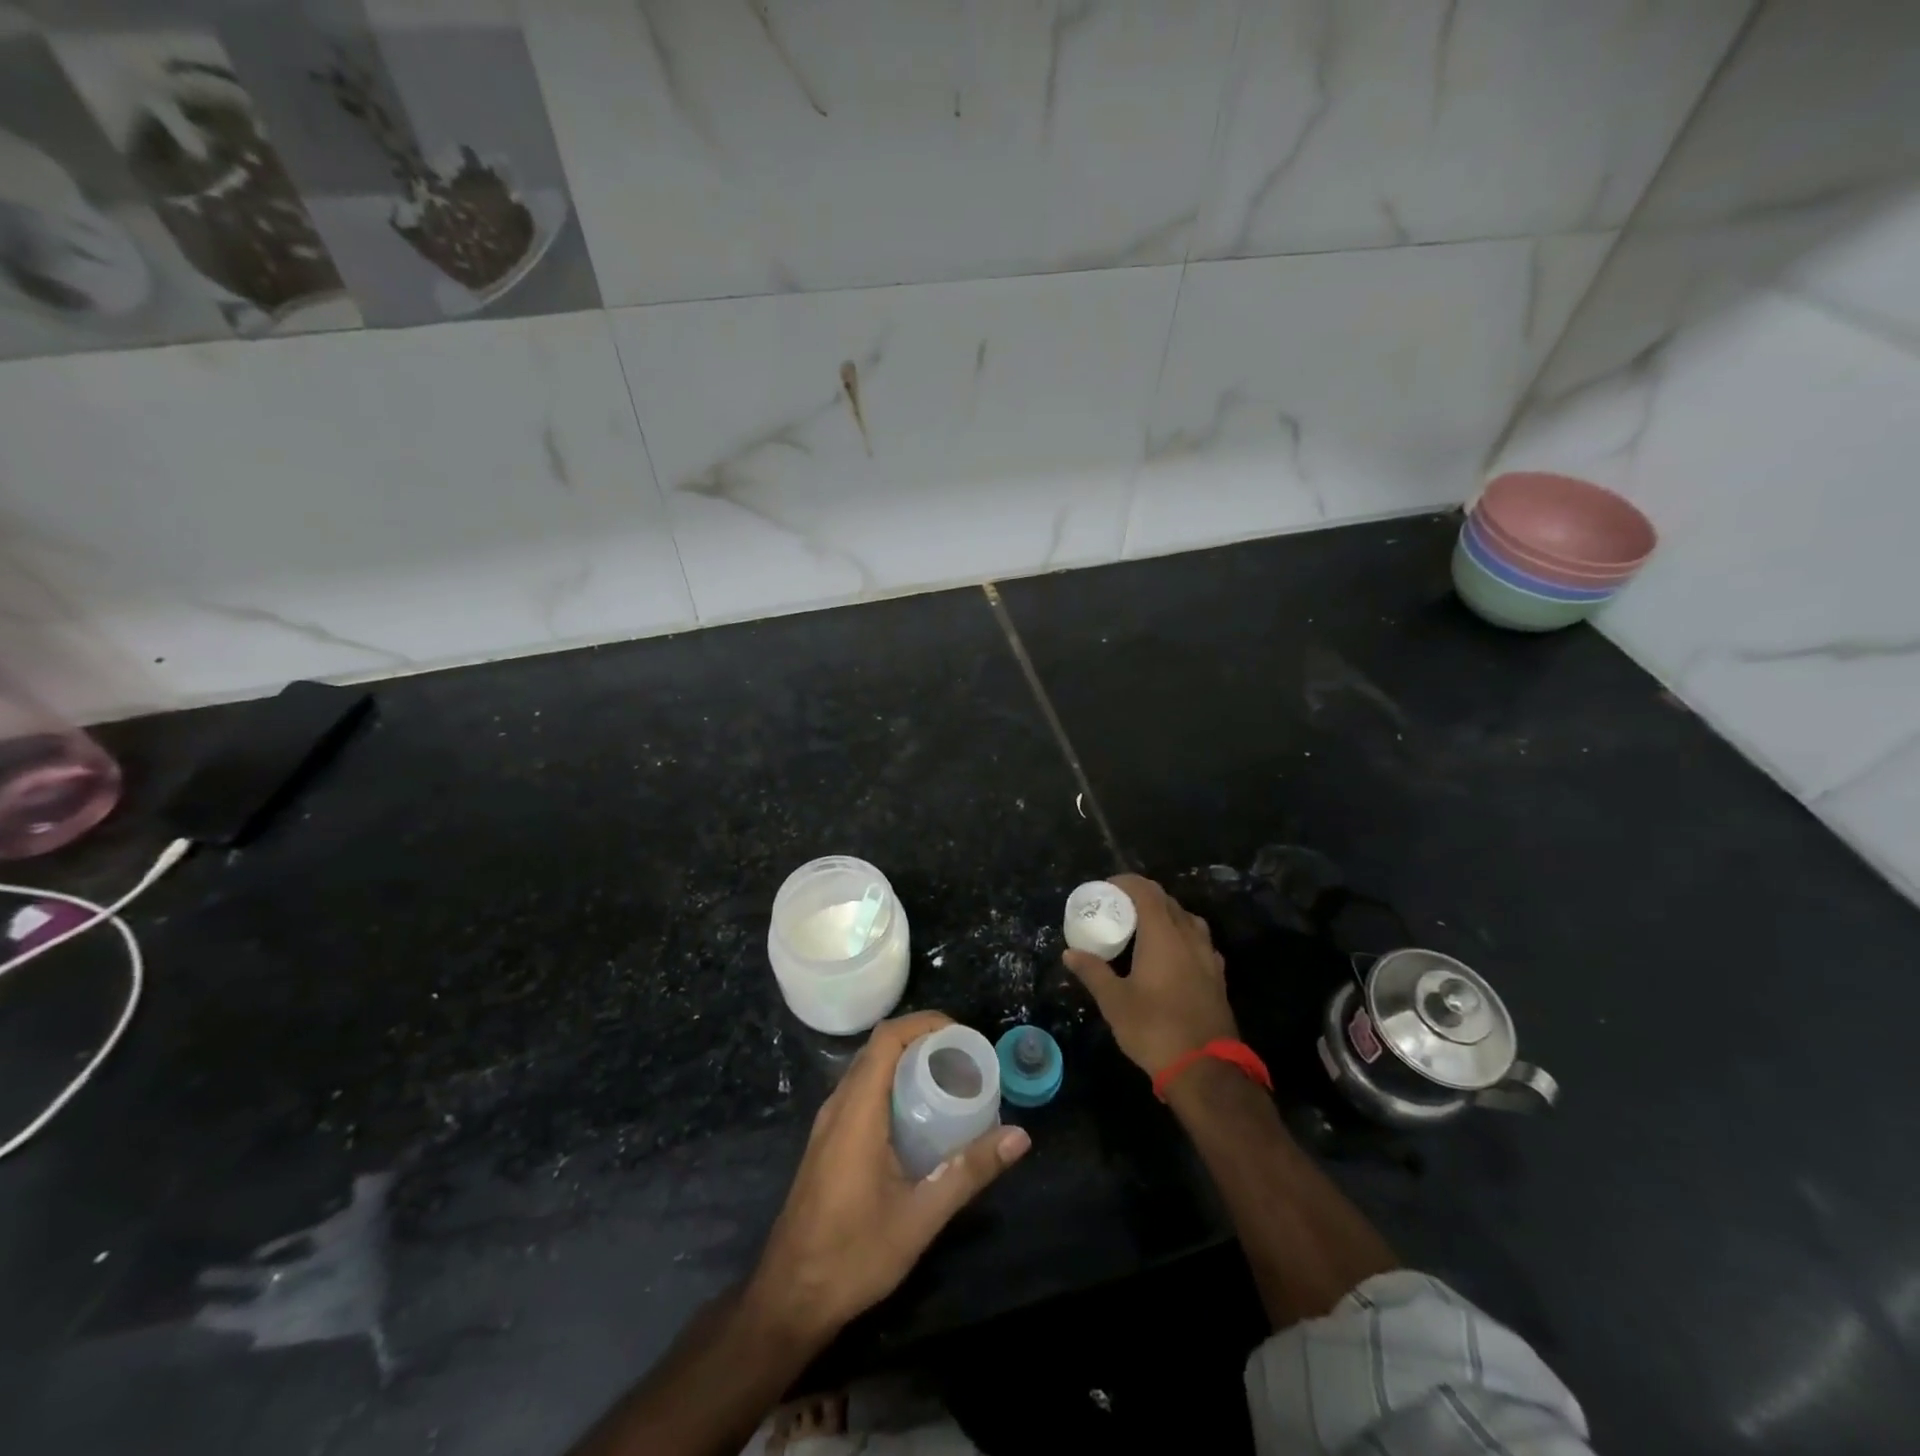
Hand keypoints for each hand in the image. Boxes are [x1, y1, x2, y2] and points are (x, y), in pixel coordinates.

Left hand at [747, 1011, 1031, 1339]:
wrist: (789, 1298)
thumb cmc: (853, 1255)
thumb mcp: (920, 1216)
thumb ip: (969, 1172)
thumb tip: (1019, 1136)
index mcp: (857, 1111)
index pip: (886, 1039)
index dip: (924, 1024)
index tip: (962, 1036)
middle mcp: (838, 1106)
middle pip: (878, 1049)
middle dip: (922, 1041)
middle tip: (964, 1059)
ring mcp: (828, 1124)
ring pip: (868, 1070)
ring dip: (906, 1063)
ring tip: (948, 1080)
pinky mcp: (827, 1142)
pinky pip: (861, 1092)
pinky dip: (891, 1085)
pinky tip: (918, 1117)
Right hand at [1064, 873, 1237, 1076]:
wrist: (1205, 1069)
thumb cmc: (1154, 1028)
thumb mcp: (1114, 1001)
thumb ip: (1093, 972)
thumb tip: (1070, 953)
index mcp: (1163, 935)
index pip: (1147, 891)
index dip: (1126, 883)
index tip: (1107, 887)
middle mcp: (1189, 937)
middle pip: (1168, 902)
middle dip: (1143, 897)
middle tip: (1119, 908)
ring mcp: (1208, 957)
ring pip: (1187, 920)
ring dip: (1165, 915)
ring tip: (1144, 929)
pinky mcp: (1217, 977)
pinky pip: (1198, 942)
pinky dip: (1181, 937)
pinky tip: (1170, 956)